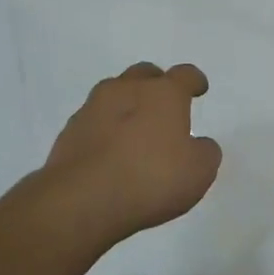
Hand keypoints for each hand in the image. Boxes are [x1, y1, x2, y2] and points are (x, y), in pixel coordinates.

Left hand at [41, 63, 222, 245]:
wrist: (82, 200)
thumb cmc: (151, 179)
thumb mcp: (199, 171)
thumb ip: (205, 152)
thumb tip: (198, 145)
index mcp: (163, 94)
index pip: (184, 75)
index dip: (194, 81)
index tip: (198, 89)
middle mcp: (126, 91)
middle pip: (144, 74)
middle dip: (156, 85)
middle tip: (163, 106)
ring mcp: (92, 109)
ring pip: (113, 95)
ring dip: (126, 106)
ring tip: (134, 132)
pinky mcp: (68, 133)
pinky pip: (93, 122)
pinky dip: (104, 131)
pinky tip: (109, 154)